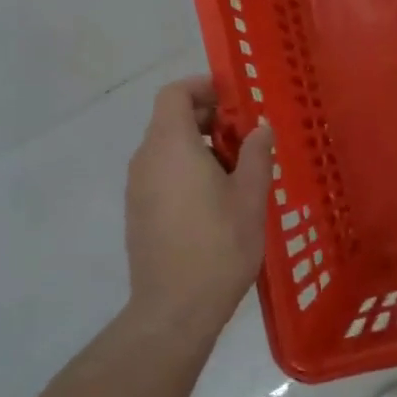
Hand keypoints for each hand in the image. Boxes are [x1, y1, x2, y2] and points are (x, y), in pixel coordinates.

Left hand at [125, 76, 274, 334]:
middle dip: (207, 118)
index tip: (233, 98)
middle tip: (244, 137)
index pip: (174, 93)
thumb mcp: (250, 196)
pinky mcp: (137, 212)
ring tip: (235, 171)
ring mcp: (137, 187)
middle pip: (170, 119)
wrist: (174, 309)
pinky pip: (160, 173)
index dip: (202, 87)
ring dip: (198, 146)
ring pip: (166, 148)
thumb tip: (260, 127)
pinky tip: (214, 199)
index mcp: (171, 145)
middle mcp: (146, 159)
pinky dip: (184, 169)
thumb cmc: (219, 245)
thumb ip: (256, 154)